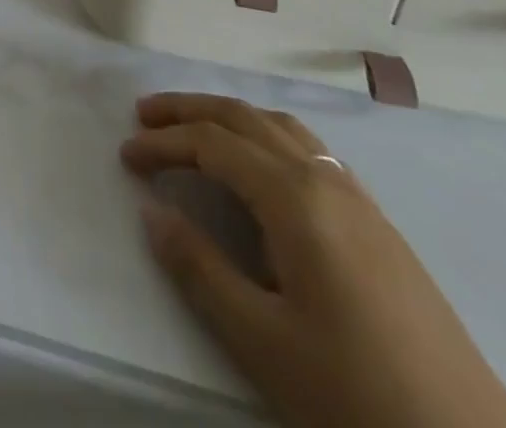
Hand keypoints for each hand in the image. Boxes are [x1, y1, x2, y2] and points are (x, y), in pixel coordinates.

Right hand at [122, 94, 505, 427]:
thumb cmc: (356, 394)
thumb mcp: (263, 340)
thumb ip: (199, 268)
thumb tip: (152, 212)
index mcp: (295, 197)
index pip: (213, 145)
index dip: (164, 143)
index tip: (125, 156)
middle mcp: (325, 179)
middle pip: (245, 118)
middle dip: (189, 110)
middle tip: (144, 115)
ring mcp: (359, 198)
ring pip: (281, 126)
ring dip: (230, 117)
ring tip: (195, 129)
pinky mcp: (379, 224)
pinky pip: (310, 150)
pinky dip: (267, 135)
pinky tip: (262, 166)